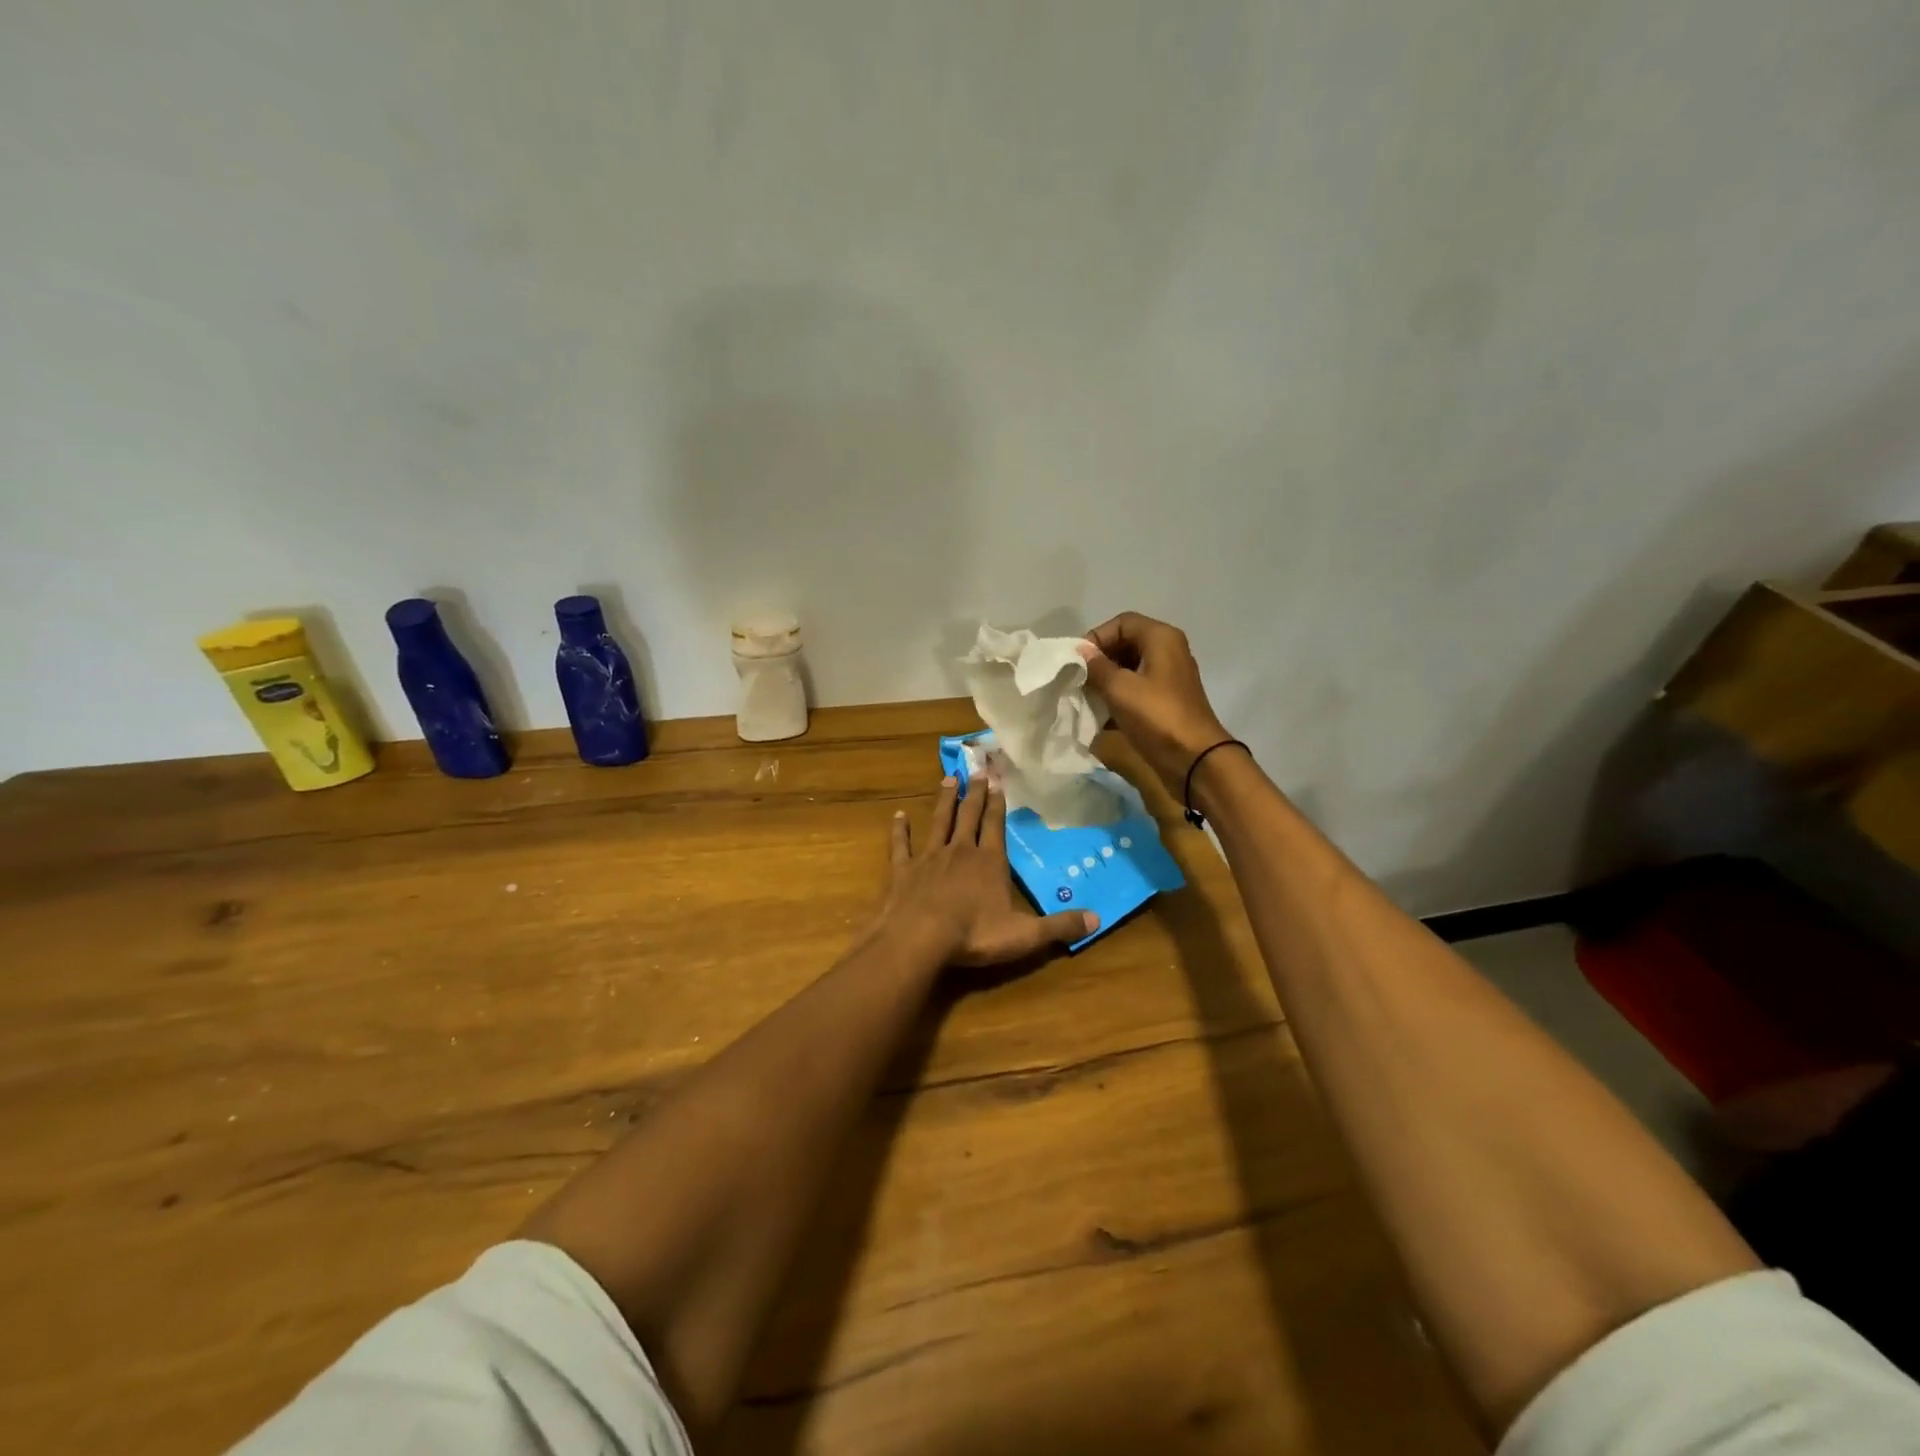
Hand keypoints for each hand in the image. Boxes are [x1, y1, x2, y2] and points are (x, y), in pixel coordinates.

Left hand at [881, 776, 1096, 965]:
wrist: (919, 938)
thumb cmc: (974, 935)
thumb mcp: (1025, 935)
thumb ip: (1059, 926)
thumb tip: (1097, 918)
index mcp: (989, 862)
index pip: (996, 826)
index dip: (998, 804)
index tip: (998, 780)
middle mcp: (960, 851)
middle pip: (969, 816)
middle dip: (975, 793)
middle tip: (977, 770)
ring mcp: (929, 858)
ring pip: (939, 822)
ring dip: (945, 801)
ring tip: (949, 779)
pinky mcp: (903, 870)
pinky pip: (901, 845)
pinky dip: (900, 830)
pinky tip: (898, 816)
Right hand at [1080, 612, 1234, 790]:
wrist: (1194, 759)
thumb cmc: (1156, 716)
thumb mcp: (1119, 688)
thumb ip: (1096, 666)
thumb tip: (1081, 651)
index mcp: (1161, 638)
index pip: (1121, 623)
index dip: (1096, 638)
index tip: (1077, 661)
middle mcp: (1168, 651)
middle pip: (1126, 643)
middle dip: (1100, 660)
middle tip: (1079, 680)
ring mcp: (1169, 677)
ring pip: (1130, 668)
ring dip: (1106, 680)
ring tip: (1087, 698)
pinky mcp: (1166, 700)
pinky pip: (1137, 688)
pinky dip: (1119, 697)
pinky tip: (1101, 715)